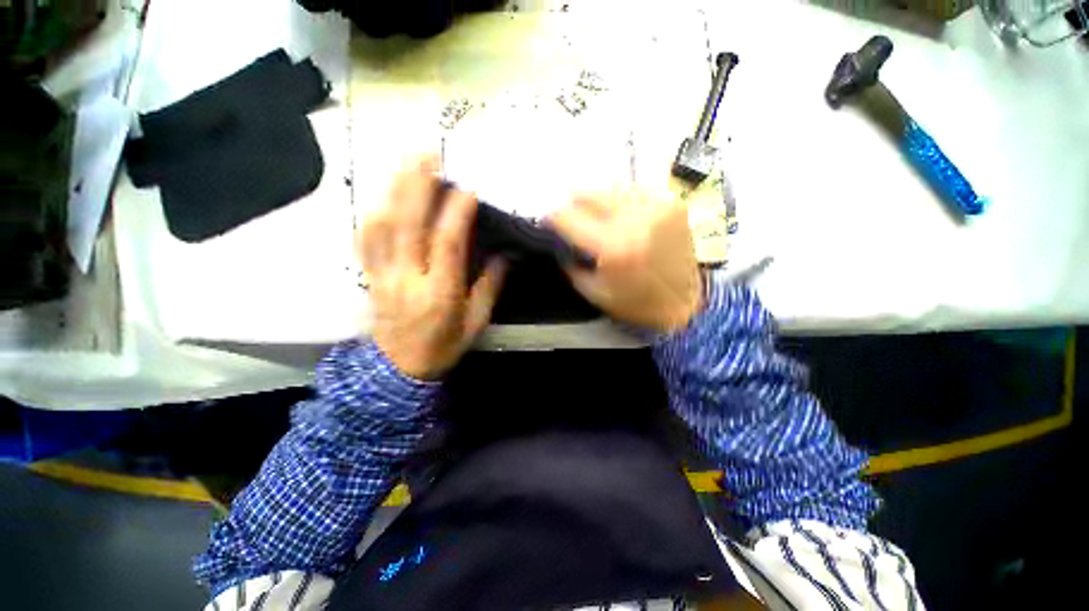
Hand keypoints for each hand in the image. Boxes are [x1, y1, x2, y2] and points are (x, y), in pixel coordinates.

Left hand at [359, 156, 505, 379]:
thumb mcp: (476, 322)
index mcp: (439, 293)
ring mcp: (382, 276)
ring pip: (382, 227)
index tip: (467, 186)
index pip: (447, 245)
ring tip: (406, 164)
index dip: (456, 213)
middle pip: (407, 226)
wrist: (400, 369)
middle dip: (417, 186)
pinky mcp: (369, 277)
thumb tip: (503, 255)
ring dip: (394, 191)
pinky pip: (365, 240)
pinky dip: (373, 213)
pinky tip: (383, 196)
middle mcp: (407, 279)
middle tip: (428, 154)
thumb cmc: (444, 346)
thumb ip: (489, 286)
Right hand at [548, 190, 700, 332]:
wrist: (687, 301)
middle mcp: (634, 218)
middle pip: (589, 193)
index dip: (552, 216)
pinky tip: (621, 216)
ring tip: (595, 216)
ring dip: (597, 201)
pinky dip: (621, 202)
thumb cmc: (636, 303)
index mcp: (612, 246)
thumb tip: (559, 241)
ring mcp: (656, 206)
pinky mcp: (672, 204)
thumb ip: (571, 264)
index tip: (548, 221)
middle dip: (573, 204)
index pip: (568, 216)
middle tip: (570, 216)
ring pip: (612, 189)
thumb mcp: (594, 292)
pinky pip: (635, 193)